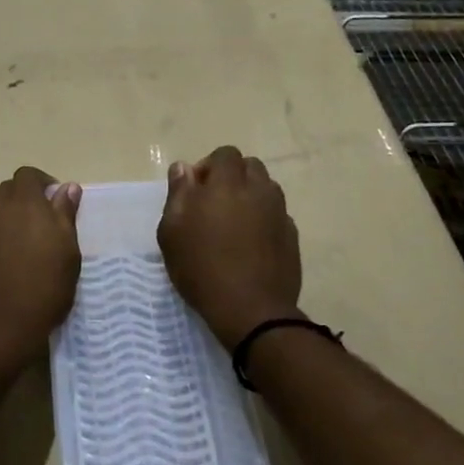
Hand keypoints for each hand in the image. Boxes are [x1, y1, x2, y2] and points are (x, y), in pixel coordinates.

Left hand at [0, 167, 82, 369]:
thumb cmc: (42, 290)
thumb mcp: (67, 253)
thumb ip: (65, 215)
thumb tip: (67, 187)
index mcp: (22, 202)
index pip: (28, 175)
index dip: (41, 184)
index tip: (52, 202)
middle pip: (4, 191)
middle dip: (19, 201)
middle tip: (34, 228)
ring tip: (8, 243)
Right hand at [158, 146, 302, 348]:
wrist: (250, 310)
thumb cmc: (201, 268)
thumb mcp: (172, 231)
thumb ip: (178, 193)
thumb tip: (184, 168)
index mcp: (228, 184)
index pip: (225, 154)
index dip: (209, 166)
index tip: (196, 190)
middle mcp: (259, 190)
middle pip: (250, 167)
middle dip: (232, 176)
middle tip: (213, 203)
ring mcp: (279, 213)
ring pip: (266, 188)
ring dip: (250, 195)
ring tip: (233, 222)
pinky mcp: (291, 236)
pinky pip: (276, 214)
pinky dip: (263, 219)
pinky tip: (250, 243)